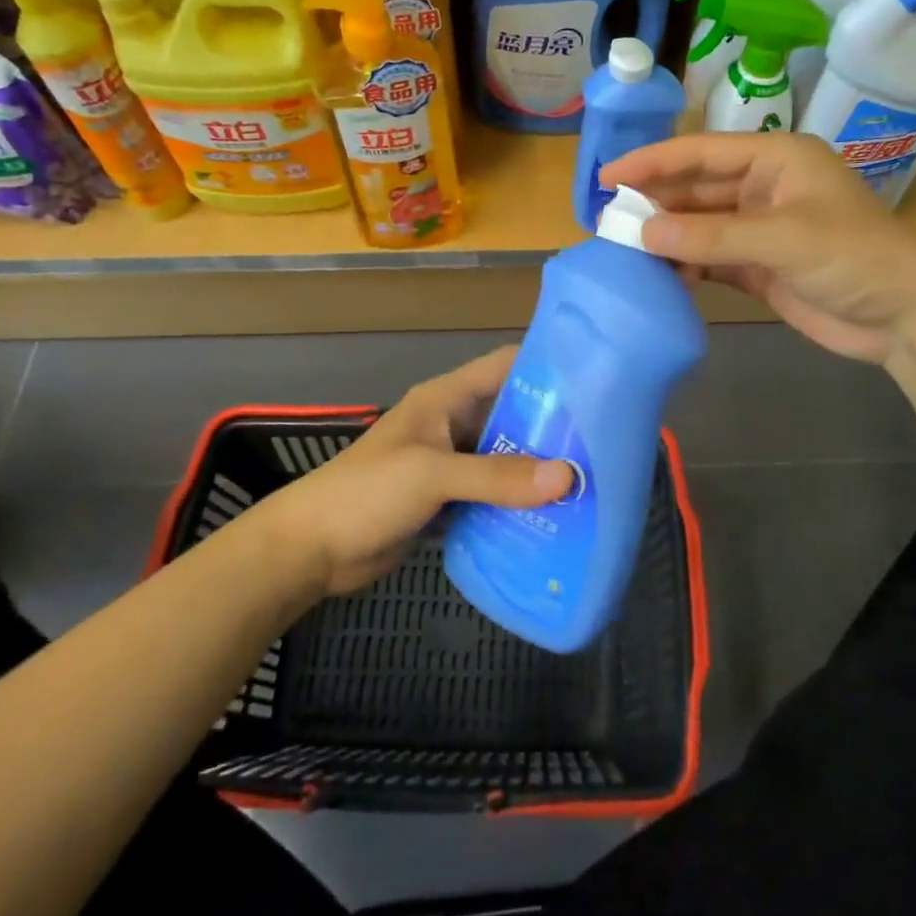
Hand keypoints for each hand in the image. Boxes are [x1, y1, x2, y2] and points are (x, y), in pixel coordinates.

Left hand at [255, 347, 574, 596]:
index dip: (547, 366)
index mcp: (446, 399)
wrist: (312, 549)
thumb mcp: (433, 475)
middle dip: (553, 429)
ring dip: (538, 471)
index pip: (505, 366)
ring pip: (505, 459)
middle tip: (603, 446)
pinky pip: (492, 495)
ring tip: (588, 484)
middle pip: (513, 415)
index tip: (596, 380)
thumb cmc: (367, 493)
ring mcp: (450, 464)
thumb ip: (498, 476)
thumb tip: (567, 478)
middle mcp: (453, 424)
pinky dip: (517, 503)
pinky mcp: (447, 501)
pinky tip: (551, 518)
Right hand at [602, 133, 915, 365]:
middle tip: (607, 221)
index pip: (701, 153)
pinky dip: (686, 266)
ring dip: (667, 237)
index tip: (608, 176)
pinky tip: (659, 276)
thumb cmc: (853, 258)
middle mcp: (764, 188)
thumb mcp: (782, 239)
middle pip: (696, 189)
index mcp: (776, 159)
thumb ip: (711, 237)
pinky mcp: (759, 266)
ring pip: (700, 226)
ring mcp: (760, 229)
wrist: (903, 316)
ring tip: (624, 250)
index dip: (653, 162)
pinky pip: (710, 259)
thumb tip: (643, 235)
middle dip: (655, 203)